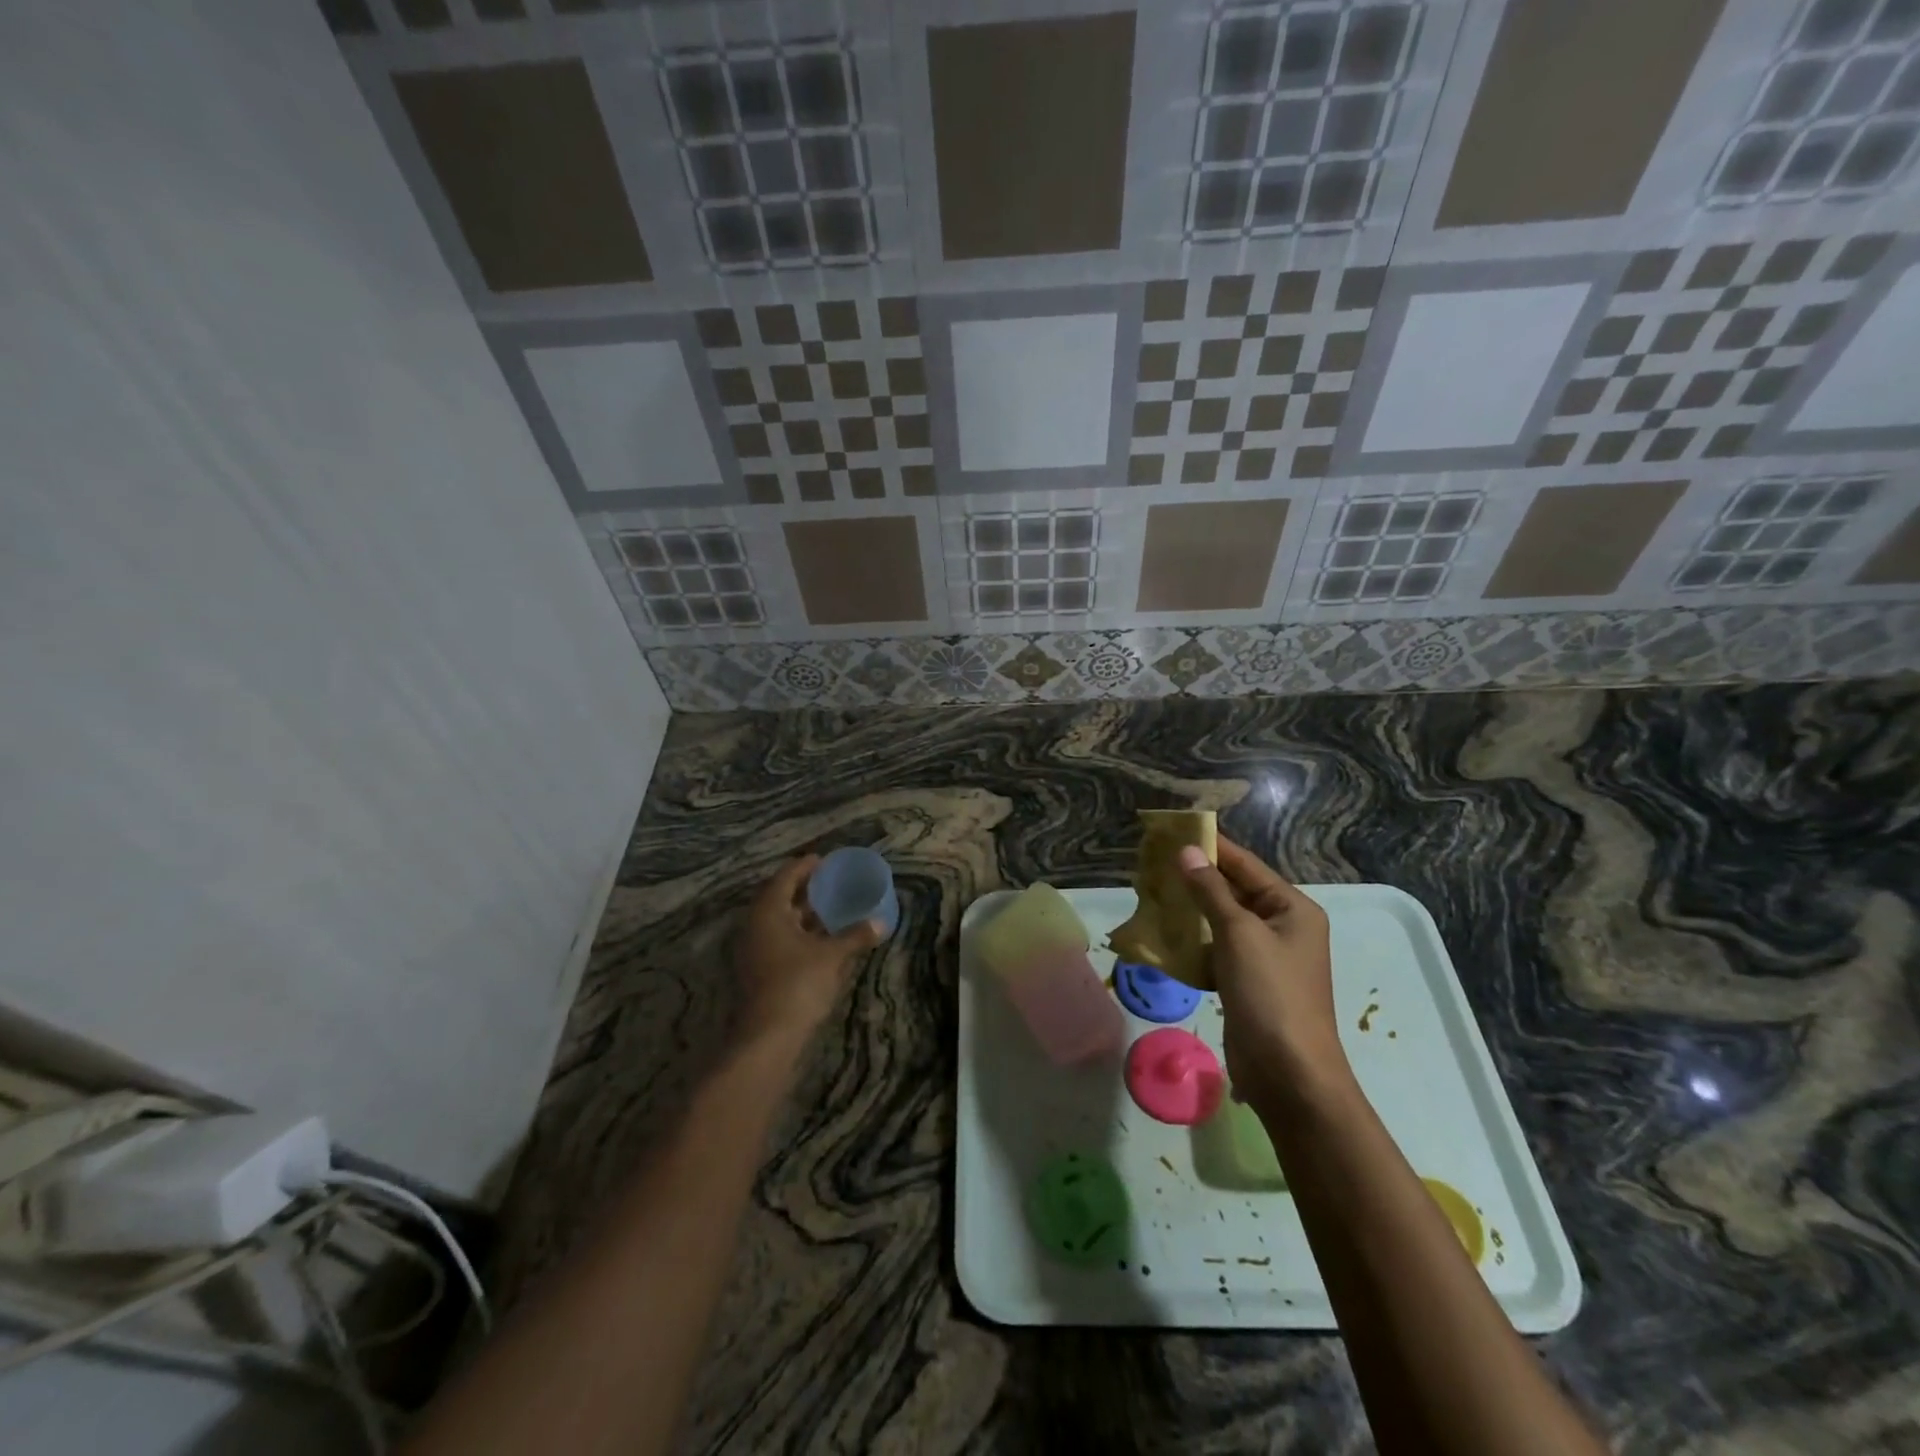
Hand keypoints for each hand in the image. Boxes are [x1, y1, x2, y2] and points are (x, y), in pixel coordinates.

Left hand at [734, 856, 882, 1045]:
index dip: (804, 866)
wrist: (768, 1037)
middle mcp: (755, 926)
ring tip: (829, 907)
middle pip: (779, 897)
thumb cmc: (799, 984)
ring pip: (779, 921)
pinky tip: (821, 939)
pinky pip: (779, 940)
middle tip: (829, 882)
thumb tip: (881, 922)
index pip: (785, 877)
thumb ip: (856, 935)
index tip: (824, 860)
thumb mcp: (832, 956)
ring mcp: (754, 950)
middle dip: (803, 889)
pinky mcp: (759, 971)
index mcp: (768, 912)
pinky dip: (799, 933)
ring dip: (801, 913)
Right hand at [1179, 837, 1348, 1103]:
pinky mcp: (1247, 983)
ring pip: (1221, 922)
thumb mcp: (1239, 934)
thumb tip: (1187, 852)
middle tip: (1154, 862)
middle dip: (1196, 879)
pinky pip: (1217, 951)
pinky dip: (1194, 943)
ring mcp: (1265, 957)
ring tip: (1152, 893)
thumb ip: (1211, 891)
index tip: (1175, 831)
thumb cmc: (1270, 994)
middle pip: (1234, 891)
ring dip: (1191, 911)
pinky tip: (1165, 936)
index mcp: (1292, 908)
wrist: (1289, 1074)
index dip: (1212, 847)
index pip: (1246, 866)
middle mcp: (1282, 927)